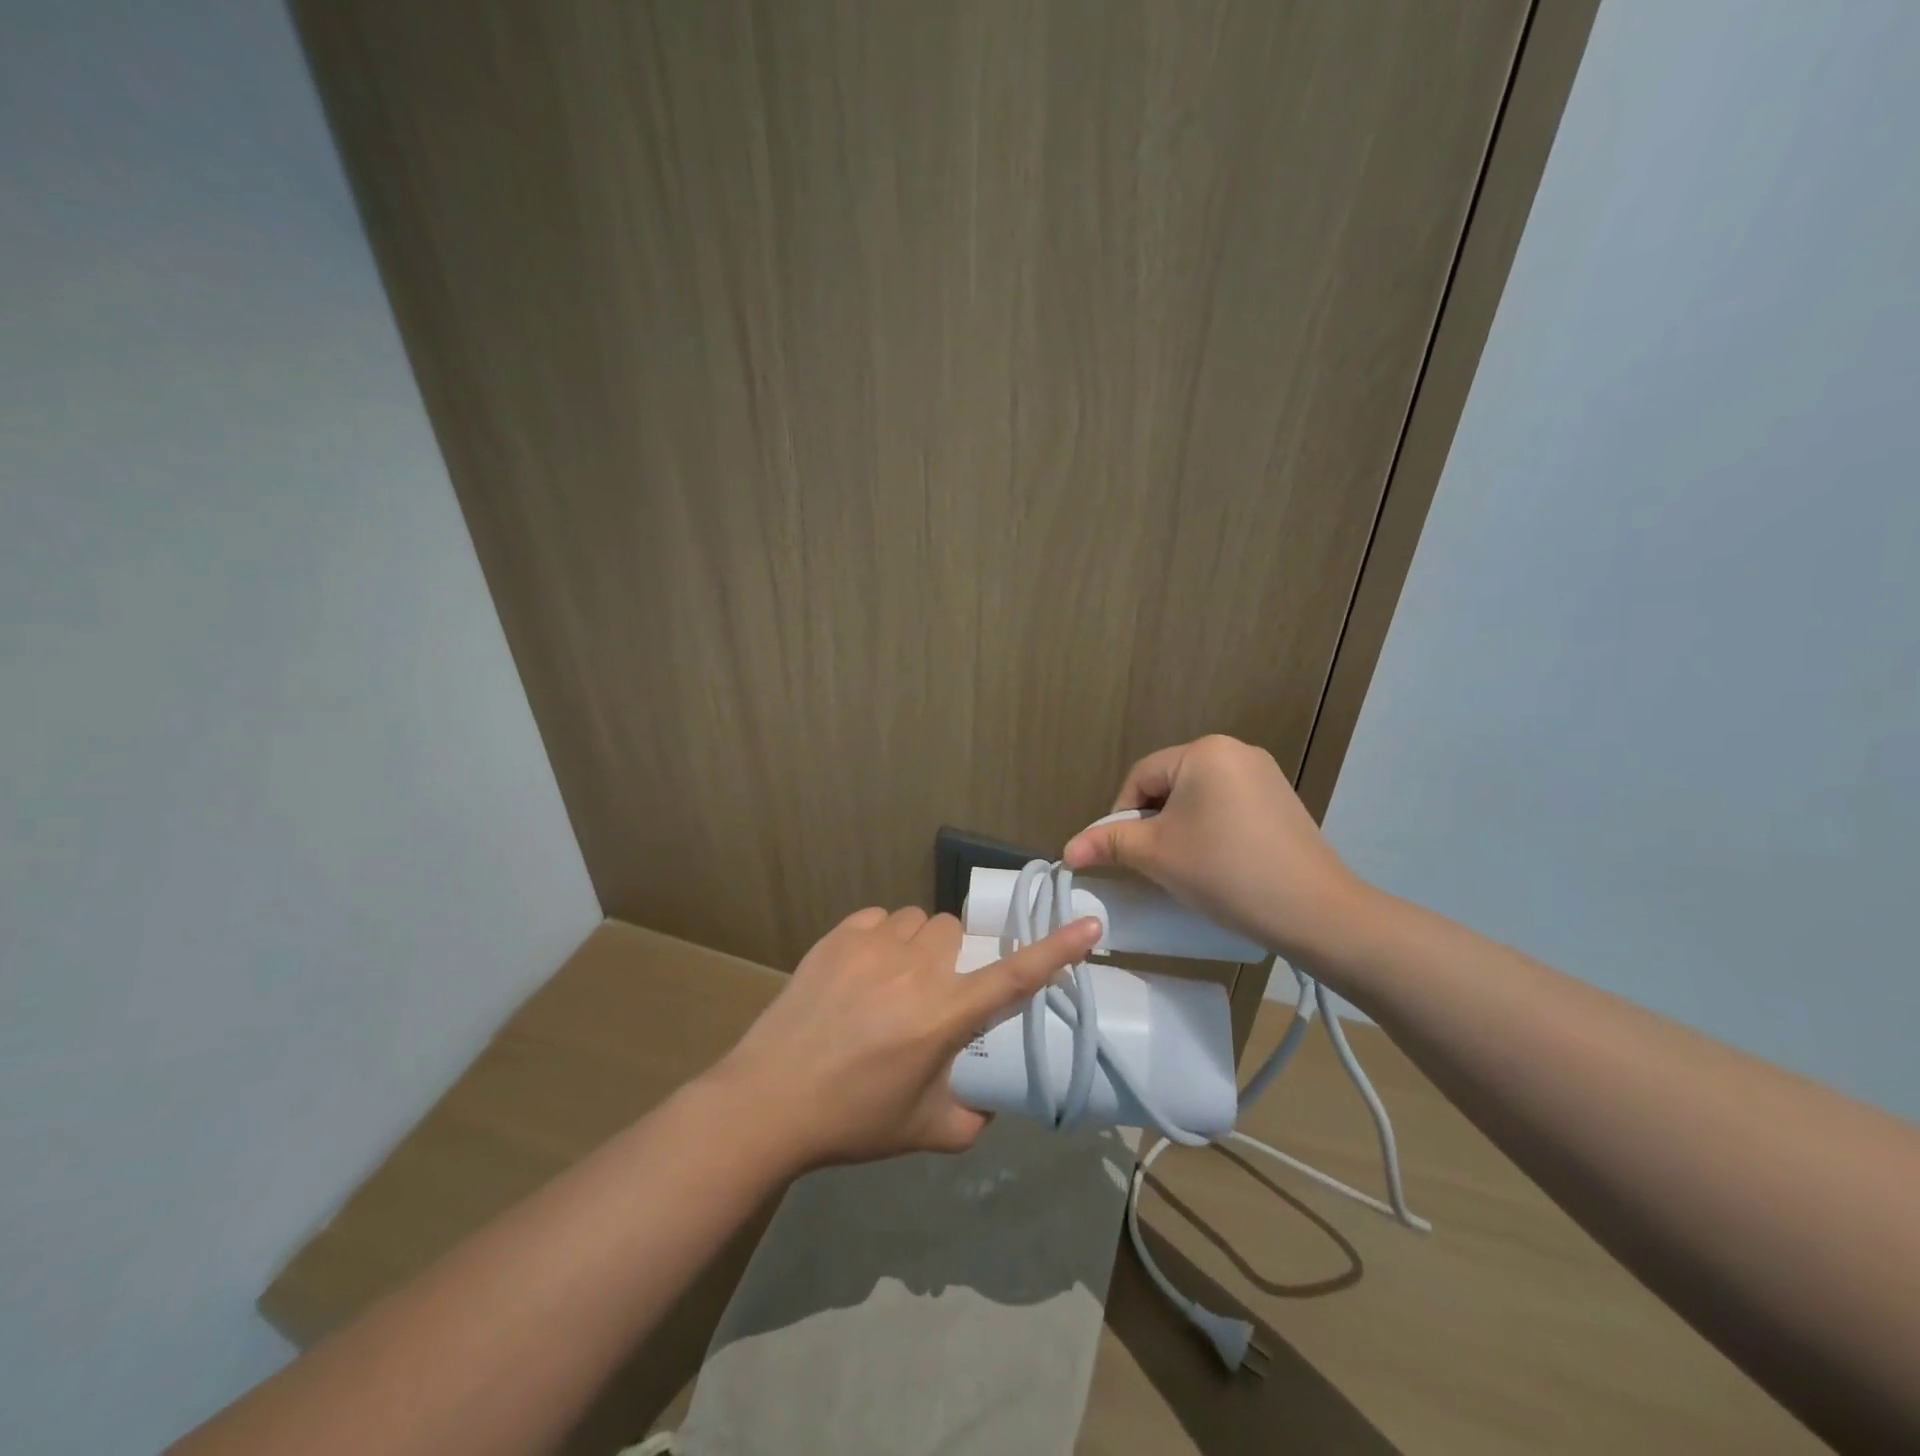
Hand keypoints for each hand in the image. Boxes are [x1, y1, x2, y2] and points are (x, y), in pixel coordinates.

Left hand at [707, 906, 1100, 1169]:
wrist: (767, 1100)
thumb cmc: (851, 1121)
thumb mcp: (924, 1130)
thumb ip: (972, 1118)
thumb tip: (991, 1101)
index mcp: (943, 1016)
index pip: (1013, 976)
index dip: (1056, 950)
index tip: (1088, 925)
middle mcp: (915, 970)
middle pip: (957, 932)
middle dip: (956, 956)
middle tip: (935, 992)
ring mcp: (872, 946)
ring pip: (919, 920)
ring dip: (919, 944)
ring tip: (896, 980)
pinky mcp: (837, 936)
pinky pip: (879, 918)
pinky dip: (883, 937)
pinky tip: (864, 969)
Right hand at [1061, 734, 1367, 964]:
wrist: (1315, 911)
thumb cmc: (1225, 872)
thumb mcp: (1157, 855)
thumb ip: (1109, 844)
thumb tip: (1067, 849)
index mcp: (1204, 751)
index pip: (1140, 778)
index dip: (1121, 816)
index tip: (1120, 855)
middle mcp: (1235, 751)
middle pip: (1169, 785)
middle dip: (1152, 823)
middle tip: (1150, 863)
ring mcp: (1264, 775)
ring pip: (1197, 798)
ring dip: (1179, 828)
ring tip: (1182, 867)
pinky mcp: (1281, 801)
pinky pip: (1227, 807)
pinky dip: (1210, 830)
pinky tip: (1216, 863)